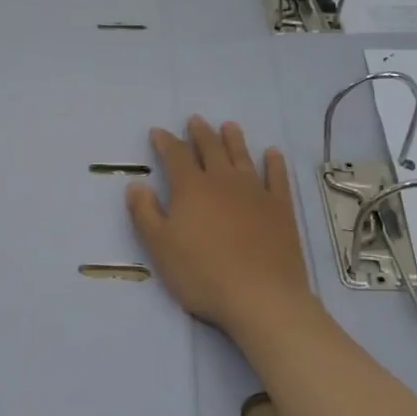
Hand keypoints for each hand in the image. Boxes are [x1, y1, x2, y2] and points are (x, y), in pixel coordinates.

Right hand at [125, 117, 315, 333]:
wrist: (260, 295)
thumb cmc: (202, 274)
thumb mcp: (160, 248)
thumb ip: (145, 213)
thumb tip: (136, 184)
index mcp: (191, 189)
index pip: (175, 156)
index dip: (166, 142)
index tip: (158, 132)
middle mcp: (223, 181)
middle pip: (210, 149)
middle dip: (200, 133)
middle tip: (195, 120)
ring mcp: (255, 192)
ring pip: (242, 156)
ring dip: (233, 139)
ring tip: (228, 126)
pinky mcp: (280, 208)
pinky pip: (277, 177)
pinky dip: (274, 163)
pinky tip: (273, 153)